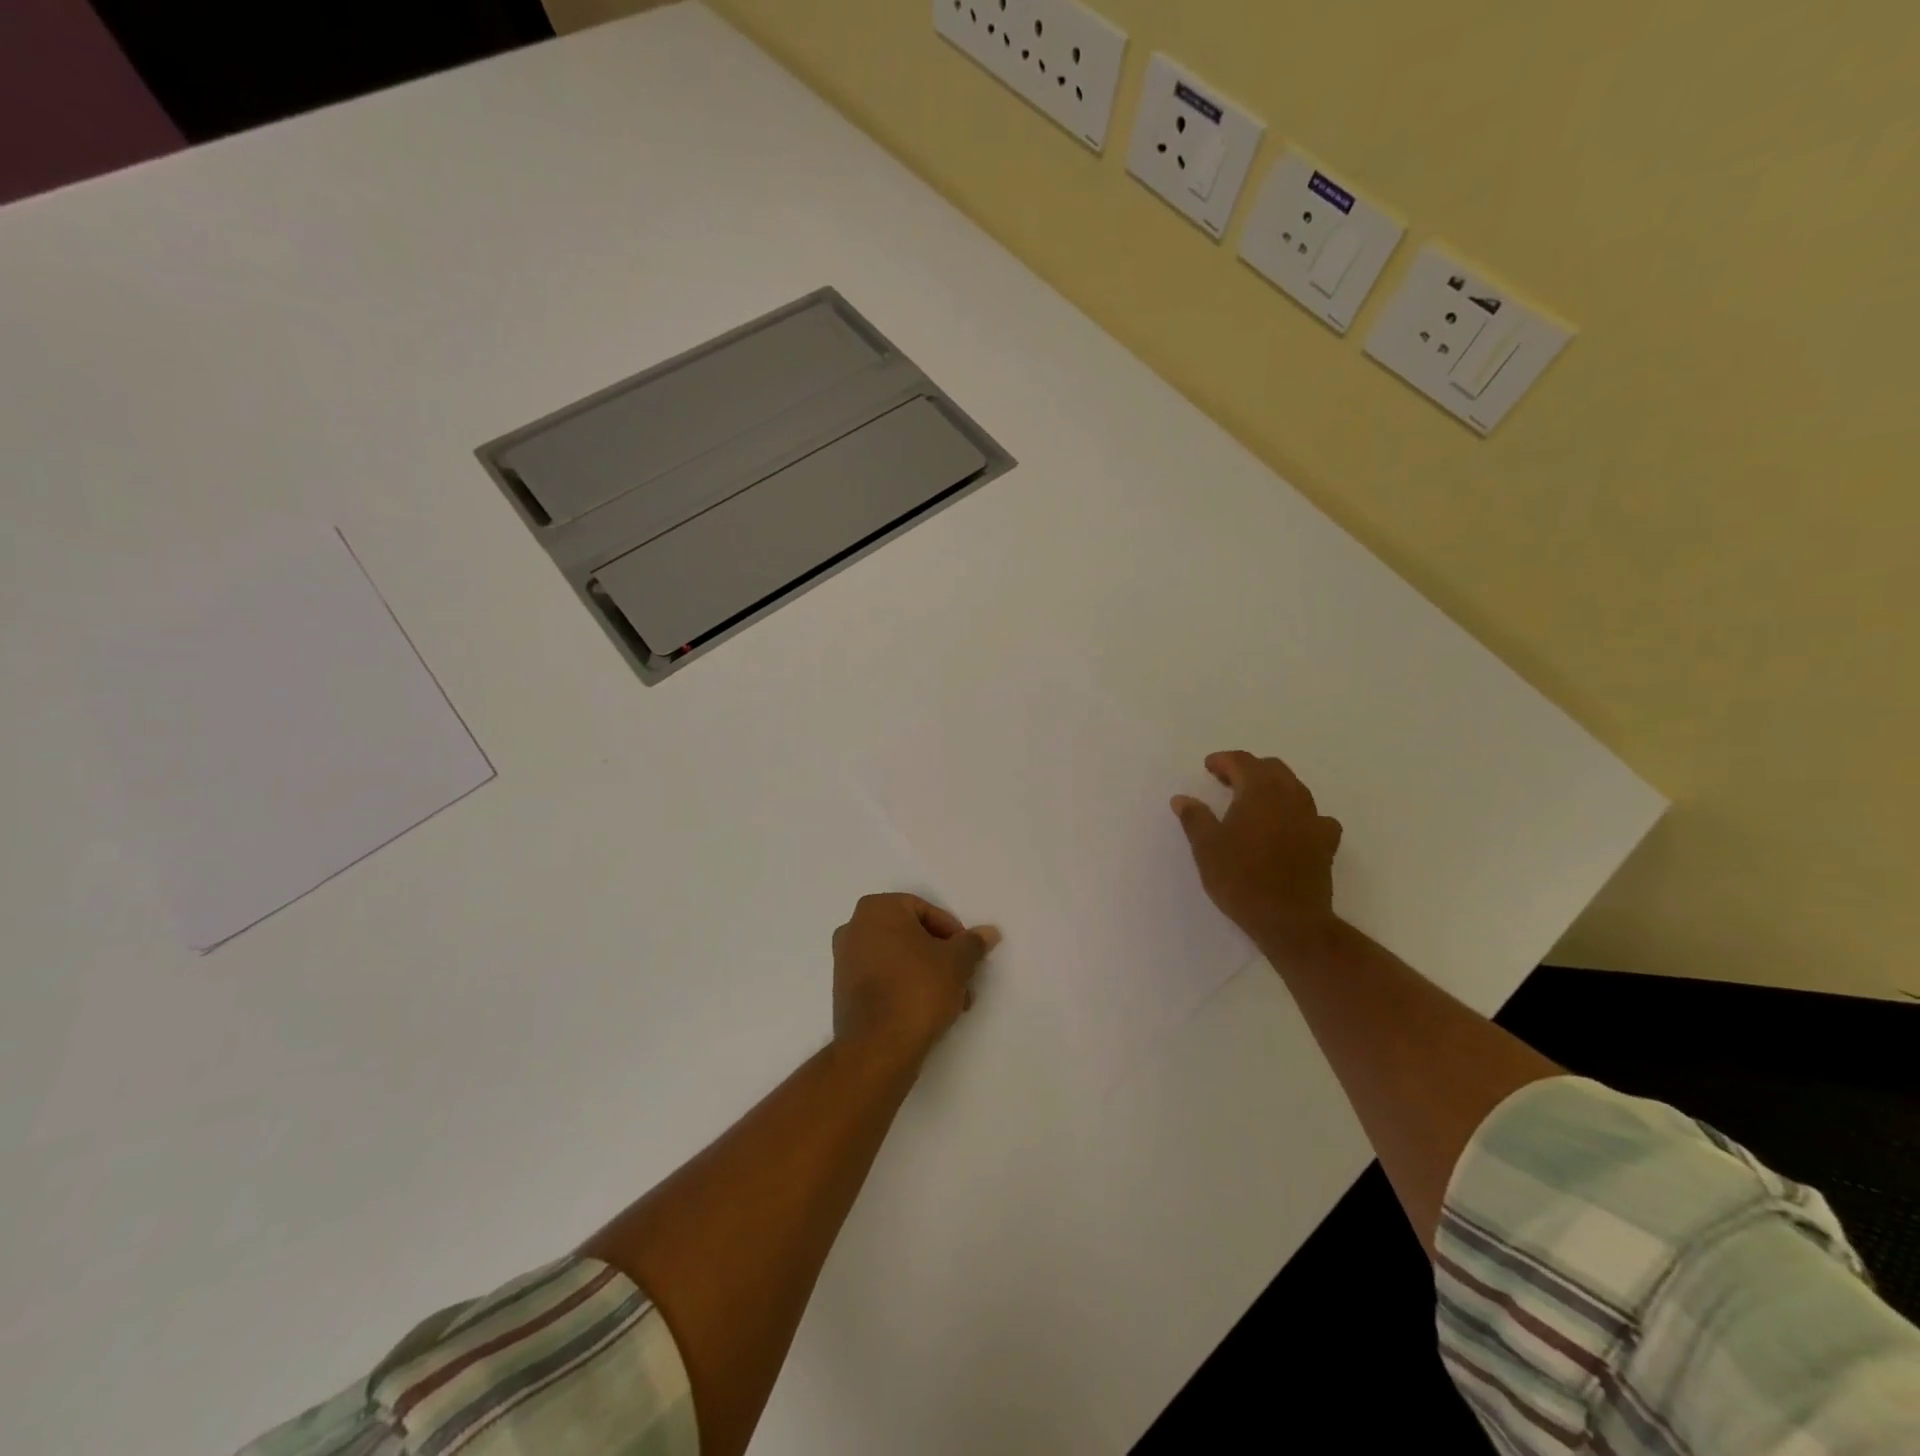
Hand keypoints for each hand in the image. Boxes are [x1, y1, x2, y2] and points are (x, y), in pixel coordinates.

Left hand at [831, 893, 1000, 1069]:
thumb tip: (989, 932)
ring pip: (899, 958)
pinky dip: (906, 986)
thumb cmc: (918, 990)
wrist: (878, 1048)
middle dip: (941, 957)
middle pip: (912, 935)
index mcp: (878, 909)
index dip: (953, 934)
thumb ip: (973, 943)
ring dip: (928, 974)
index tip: (967, 957)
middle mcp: (854, 927)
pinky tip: (928, 1011)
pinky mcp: (843, 990)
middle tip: (963, 979)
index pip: (926, 911)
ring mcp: (845, 960)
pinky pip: (883, 977)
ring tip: (952, 1002)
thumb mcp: (956, 962)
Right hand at [1171, 751, 1343, 950]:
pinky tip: (1290, 827)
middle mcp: (1290, 797)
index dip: (1223, 760)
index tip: (1208, 767)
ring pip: (1295, 788)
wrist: (1289, 920)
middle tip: (1227, 781)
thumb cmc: (1241, 879)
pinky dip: (1298, 814)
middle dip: (1248, 769)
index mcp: (1260, 792)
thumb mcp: (1206, 847)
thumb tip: (1182, 798)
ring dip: (1273, 787)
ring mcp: (1313, 819)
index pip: (1242, 762)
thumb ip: (1194, 818)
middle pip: (1272, 769)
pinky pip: (1314, 817)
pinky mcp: (1326, 843)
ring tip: (1254, 802)